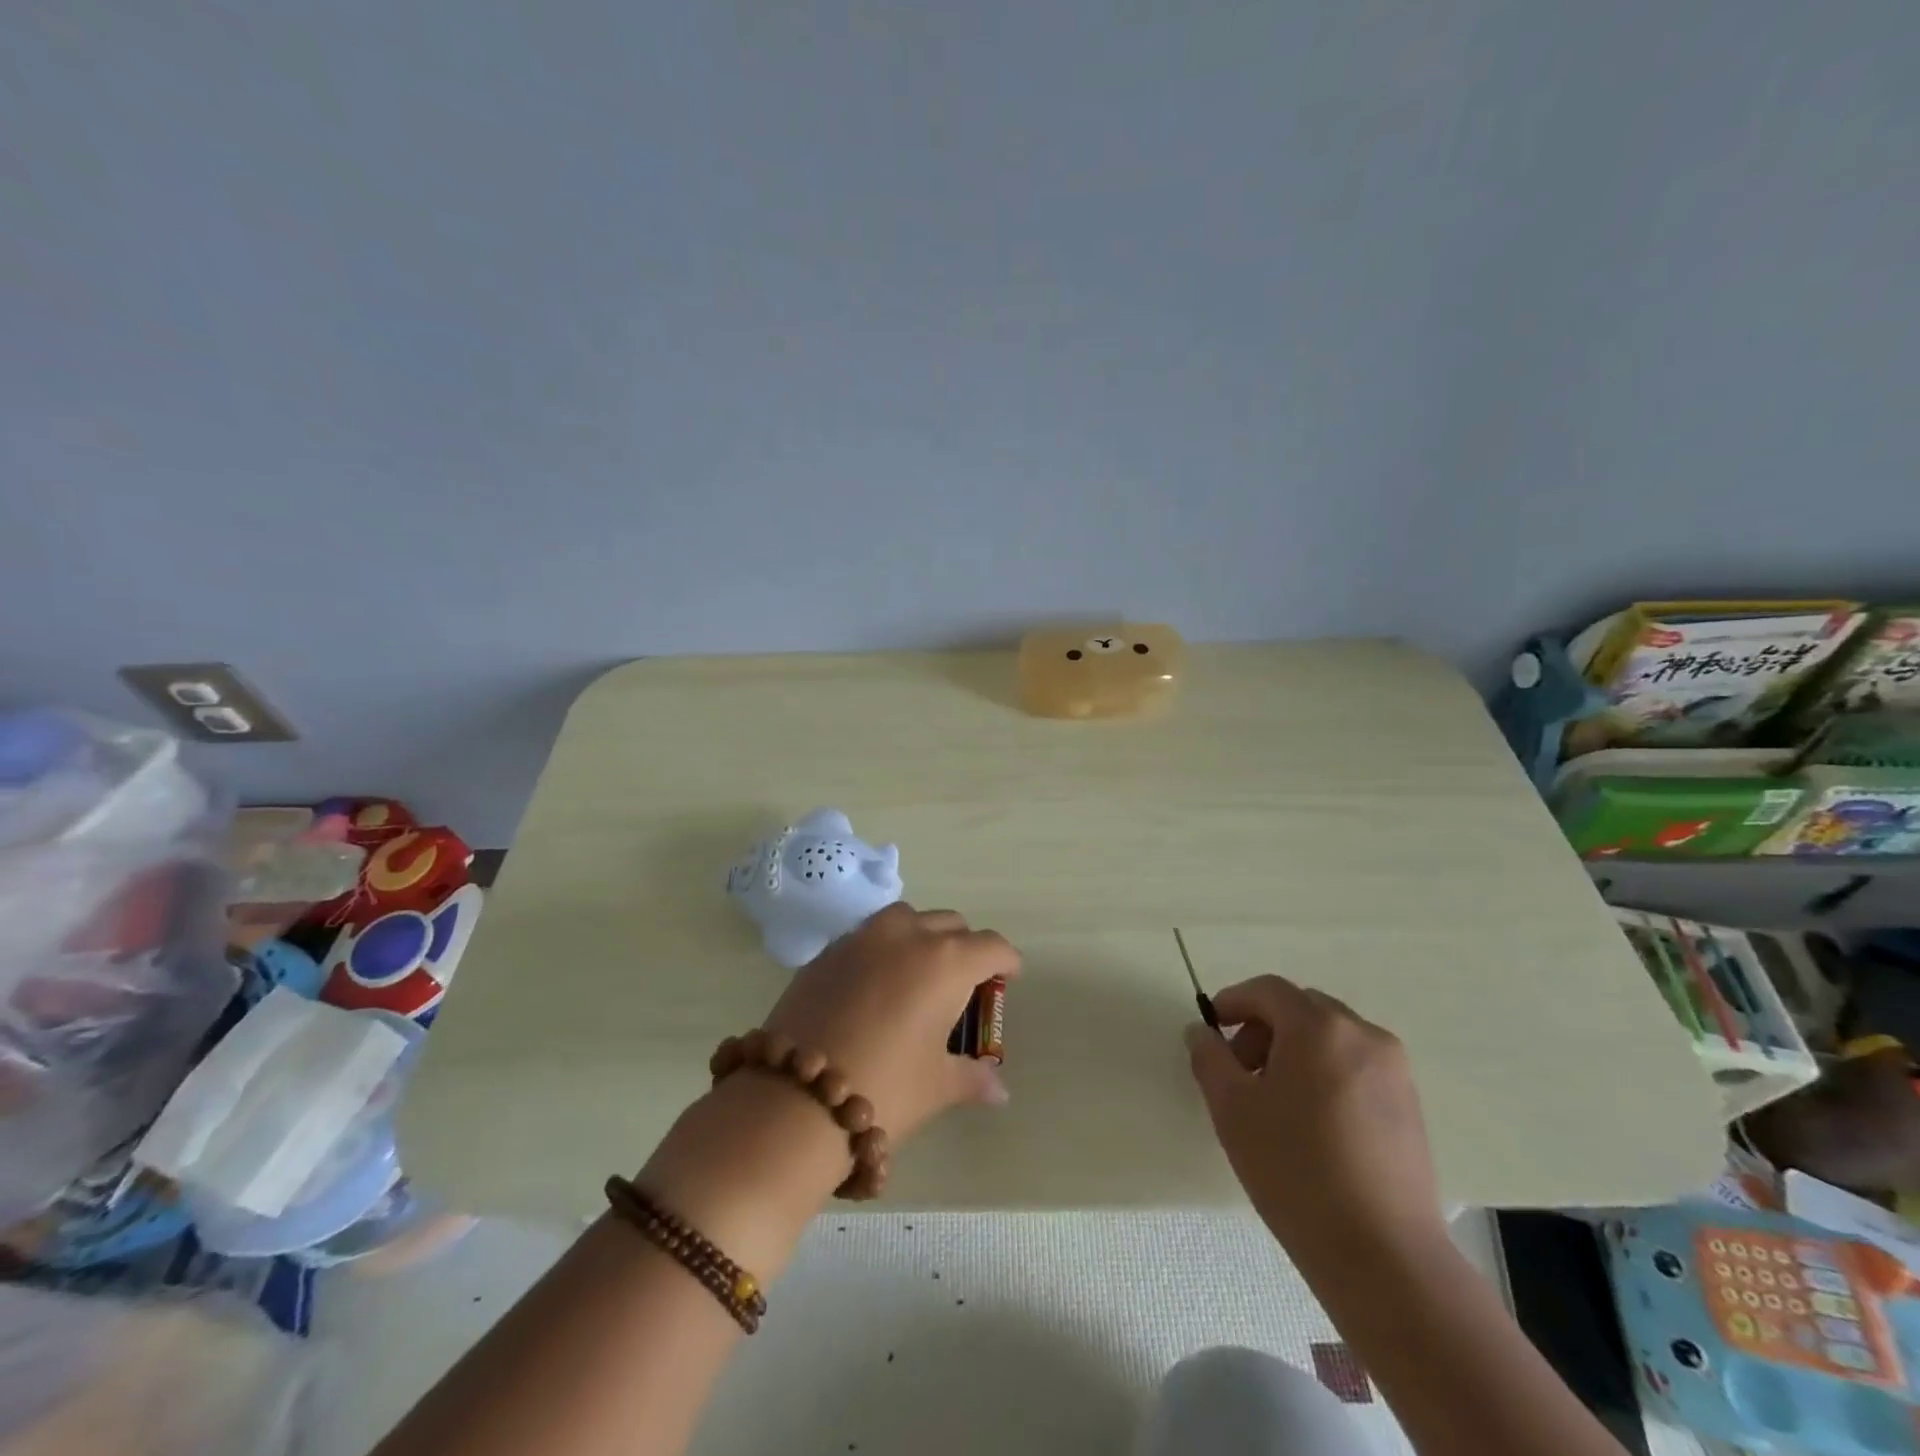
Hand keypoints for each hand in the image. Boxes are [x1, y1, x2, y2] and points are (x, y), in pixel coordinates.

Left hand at [761, 902, 1018, 1141]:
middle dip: (964, 947)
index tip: (1007, 979)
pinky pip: (867, 935)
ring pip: (906, 918)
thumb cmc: (884, 1089)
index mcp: (946, 961)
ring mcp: (862, 938)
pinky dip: (882, 949)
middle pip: (950, 924)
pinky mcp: (827, 951)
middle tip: (962, 985)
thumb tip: (999, 1091)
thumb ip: (973, 1078)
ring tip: (917, 975)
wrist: (795, 1099)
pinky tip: (874, 986)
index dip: (1006, 962)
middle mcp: (907, 935)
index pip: (992, 946)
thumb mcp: (937, 1086)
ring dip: (921, 936)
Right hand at [1186, 975, 1444, 1265]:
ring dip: (1295, 1050)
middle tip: (1240, 1071)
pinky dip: (1326, 1073)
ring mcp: (1394, 1070)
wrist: (1382, 1255)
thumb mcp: (1232, 1109)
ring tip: (1275, 1101)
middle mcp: (1363, 1034)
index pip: (1268, 990)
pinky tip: (1312, 1122)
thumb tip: (1201, 1032)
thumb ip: (1209, 1058)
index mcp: (1319, 1027)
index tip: (1212, 1031)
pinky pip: (1356, 1065)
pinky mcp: (1411, 1105)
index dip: (1233, 1001)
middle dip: (1264, 1028)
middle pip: (1301, 1009)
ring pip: (1330, 1037)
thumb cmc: (1295, 1170)